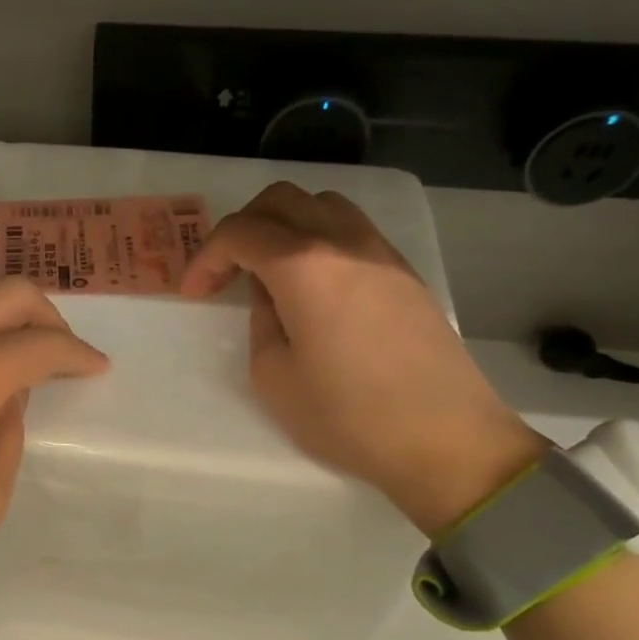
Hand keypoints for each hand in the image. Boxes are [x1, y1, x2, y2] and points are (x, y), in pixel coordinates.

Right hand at [182, 182, 545, 534]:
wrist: (445, 439)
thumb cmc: (346, 415)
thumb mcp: (273, 376)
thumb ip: (261, 321)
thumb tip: (272, 295)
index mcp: (304, 265)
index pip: (240, 233)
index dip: (206, 258)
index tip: (194, 294)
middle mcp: (344, 241)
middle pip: (280, 200)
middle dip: (241, 228)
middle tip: (226, 273)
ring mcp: (381, 252)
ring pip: (321, 204)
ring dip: (283, 225)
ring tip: (270, 272)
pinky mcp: (404, 272)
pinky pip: (351, 229)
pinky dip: (318, 239)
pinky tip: (313, 284)